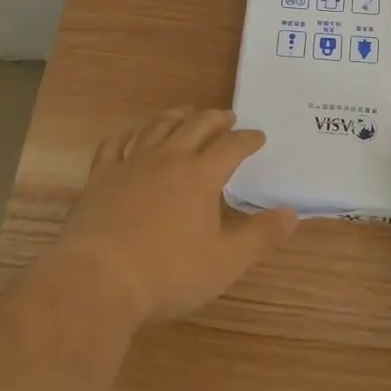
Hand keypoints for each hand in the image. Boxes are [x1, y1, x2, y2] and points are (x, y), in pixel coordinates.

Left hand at [47, 107, 297, 324]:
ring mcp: (131, 163)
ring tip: (186, 112)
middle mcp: (168, 158)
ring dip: (175, 116)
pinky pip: (116, 144)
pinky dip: (128, 135)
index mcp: (200, 175)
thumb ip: (260, 236)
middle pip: (195, 126)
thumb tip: (292, 214)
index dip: (247, 139)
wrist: (98, 278)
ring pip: (157, 127)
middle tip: (227, 116)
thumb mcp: (225, 262)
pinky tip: (132, 135)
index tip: (258, 136)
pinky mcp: (101, 177)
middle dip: (215, 118)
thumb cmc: (168, 272)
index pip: (231, 147)